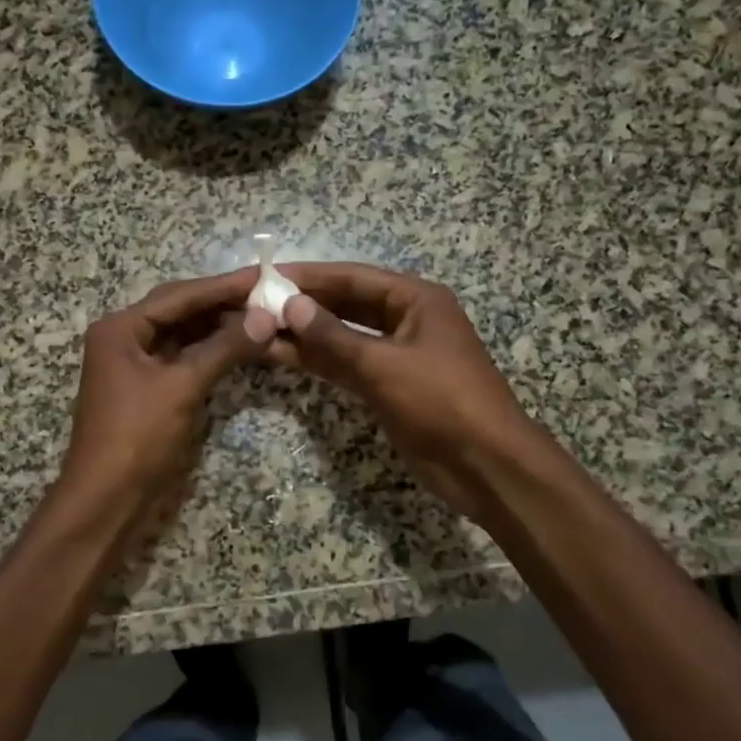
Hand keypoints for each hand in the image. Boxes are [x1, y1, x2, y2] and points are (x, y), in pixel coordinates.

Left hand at [59, 267, 275, 511]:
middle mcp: (124, 338)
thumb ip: (224, 348)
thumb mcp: (183, 387)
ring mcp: (135, 365)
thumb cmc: (138, 437)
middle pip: (179, 310)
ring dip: (218, 328)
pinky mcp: (148, 389)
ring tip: (261, 317)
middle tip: (266, 294)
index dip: (222, 286)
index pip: (179, 296)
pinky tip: (240, 346)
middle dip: (221, 303)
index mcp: (120, 328)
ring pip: (182, 335)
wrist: (107, 499)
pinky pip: (182, 359)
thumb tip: (266, 317)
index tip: (263, 275)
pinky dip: (210, 352)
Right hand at [268, 263, 533, 522]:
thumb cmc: (440, 400)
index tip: (266, 276)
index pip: (352, 277)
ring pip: (342, 336)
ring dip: (305, 334)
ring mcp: (396, 354)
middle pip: (346, 303)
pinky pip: (346, 365)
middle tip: (255, 302)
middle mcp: (405, 319)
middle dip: (304, 304)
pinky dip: (318, 361)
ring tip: (259, 328)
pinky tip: (281, 356)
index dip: (309, 276)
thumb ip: (333, 335)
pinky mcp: (387, 386)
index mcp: (415, 299)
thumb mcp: (383, 364)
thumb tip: (290, 305)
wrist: (484, 464)